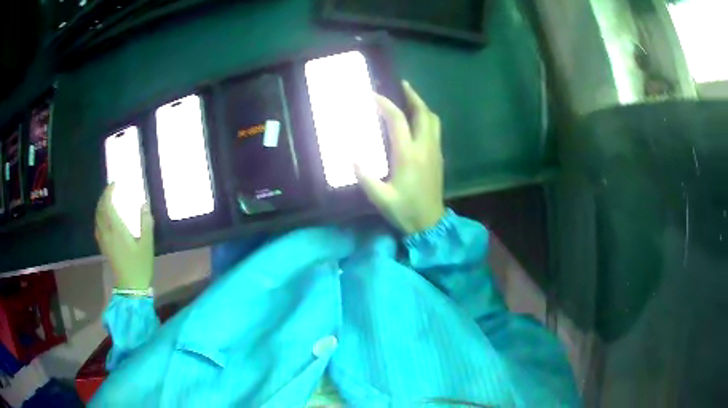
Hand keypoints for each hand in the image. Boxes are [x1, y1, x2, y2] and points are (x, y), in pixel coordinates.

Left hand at [95, 184, 154, 289]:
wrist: (130, 286)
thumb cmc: (139, 265)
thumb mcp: (147, 245)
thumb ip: (145, 223)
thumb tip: (144, 204)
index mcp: (116, 229)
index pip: (107, 205)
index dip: (108, 192)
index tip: (114, 184)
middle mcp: (107, 232)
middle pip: (100, 209)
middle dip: (103, 197)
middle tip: (111, 190)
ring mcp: (103, 240)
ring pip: (97, 217)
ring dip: (100, 206)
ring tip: (107, 200)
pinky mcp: (103, 246)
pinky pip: (97, 226)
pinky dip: (99, 217)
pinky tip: (104, 218)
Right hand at [356, 81, 444, 234]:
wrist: (430, 223)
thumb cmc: (405, 211)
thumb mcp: (380, 198)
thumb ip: (365, 176)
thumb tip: (351, 155)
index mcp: (408, 155)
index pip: (398, 120)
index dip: (385, 104)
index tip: (372, 95)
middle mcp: (425, 148)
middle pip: (423, 113)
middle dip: (413, 96)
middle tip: (401, 85)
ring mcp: (435, 152)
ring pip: (433, 120)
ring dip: (422, 106)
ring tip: (410, 99)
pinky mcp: (439, 158)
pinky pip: (435, 130)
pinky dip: (426, 118)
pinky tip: (416, 121)